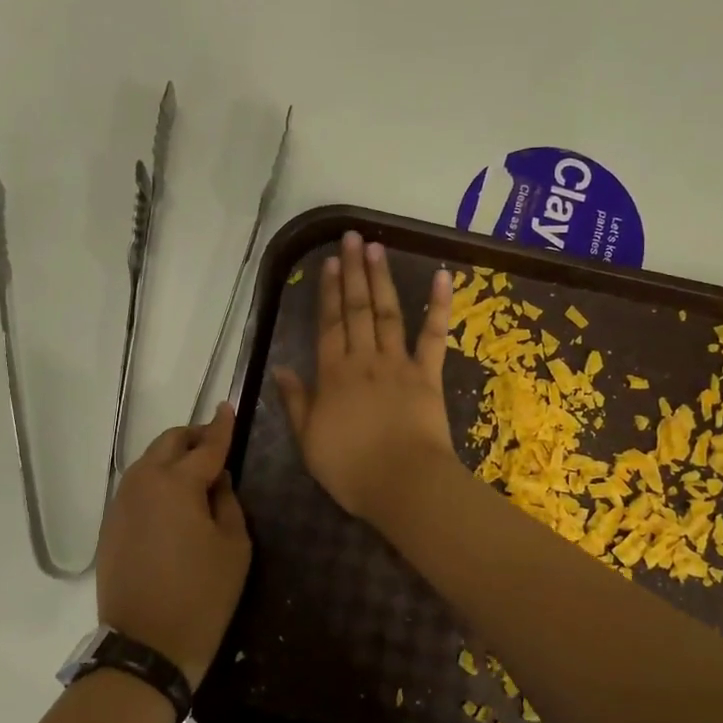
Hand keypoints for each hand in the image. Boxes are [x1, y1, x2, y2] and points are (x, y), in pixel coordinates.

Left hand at [96, 404, 250, 688]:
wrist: (147, 647)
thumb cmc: (202, 596)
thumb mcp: (234, 547)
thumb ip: (228, 502)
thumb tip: (217, 479)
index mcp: (176, 484)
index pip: (206, 446)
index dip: (221, 427)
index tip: (228, 407)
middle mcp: (142, 483)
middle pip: (168, 443)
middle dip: (193, 438)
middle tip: (216, 448)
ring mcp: (120, 504)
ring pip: (148, 463)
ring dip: (173, 459)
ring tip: (197, 476)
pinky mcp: (110, 526)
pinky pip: (135, 488)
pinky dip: (156, 482)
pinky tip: (173, 503)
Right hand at [274, 230, 459, 524]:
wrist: (403, 484)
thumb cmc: (351, 469)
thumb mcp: (309, 441)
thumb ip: (296, 402)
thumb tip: (280, 368)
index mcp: (332, 376)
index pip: (328, 325)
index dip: (327, 292)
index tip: (330, 262)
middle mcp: (363, 360)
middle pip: (356, 310)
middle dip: (354, 272)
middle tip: (354, 238)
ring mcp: (398, 365)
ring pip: (388, 313)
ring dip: (382, 279)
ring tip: (377, 248)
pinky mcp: (428, 375)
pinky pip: (434, 335)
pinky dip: (439, 305)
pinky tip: (442, 276)